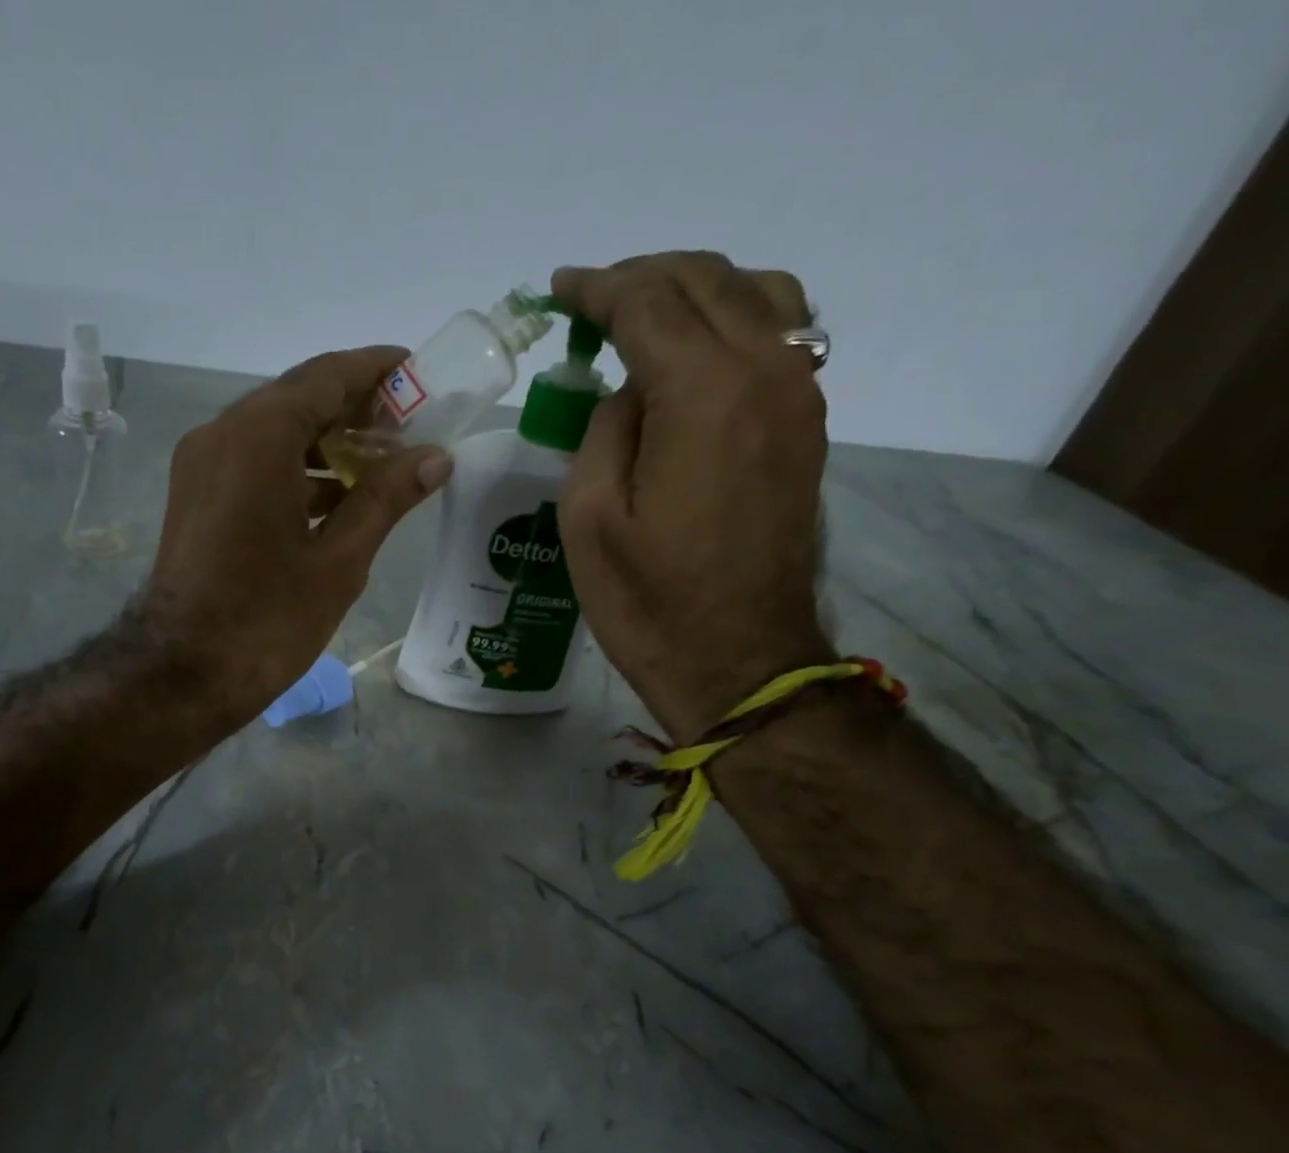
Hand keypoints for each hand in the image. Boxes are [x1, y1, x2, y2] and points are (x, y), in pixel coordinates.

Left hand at [140, 347, 453, 727]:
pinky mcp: (195, 497)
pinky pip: (252, 463)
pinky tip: (335, 497)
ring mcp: (201, 465)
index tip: (419, 373)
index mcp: (258, 436)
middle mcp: (221, 434)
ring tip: (381, 464)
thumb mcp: (338, 560)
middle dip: (354, 408)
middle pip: (297, 399)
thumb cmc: (267, 620)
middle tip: (409, 426)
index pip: (326, 377)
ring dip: (325, 441)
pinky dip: (295, 469)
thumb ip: (386, 498)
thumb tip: (435, 457)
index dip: (376, 370)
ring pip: (273, 432)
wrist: (183, 674)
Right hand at [550, 252, 832, 742]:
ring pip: (756, 295)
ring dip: (695, 290)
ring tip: (646, 318)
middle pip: (706, 281)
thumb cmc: (648, 601)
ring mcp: (798, 396)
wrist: (738, 660)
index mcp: (703, 393)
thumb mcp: (589, 518)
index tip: (560, 287)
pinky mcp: (807, 426)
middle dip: (643, 278)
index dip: (597, 288)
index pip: (648, 302)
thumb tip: (630, 393)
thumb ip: (605, 430)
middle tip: (593, 302)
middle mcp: (766, 372)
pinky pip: (779, 336)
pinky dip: (733, 320)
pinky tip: (696, 352)